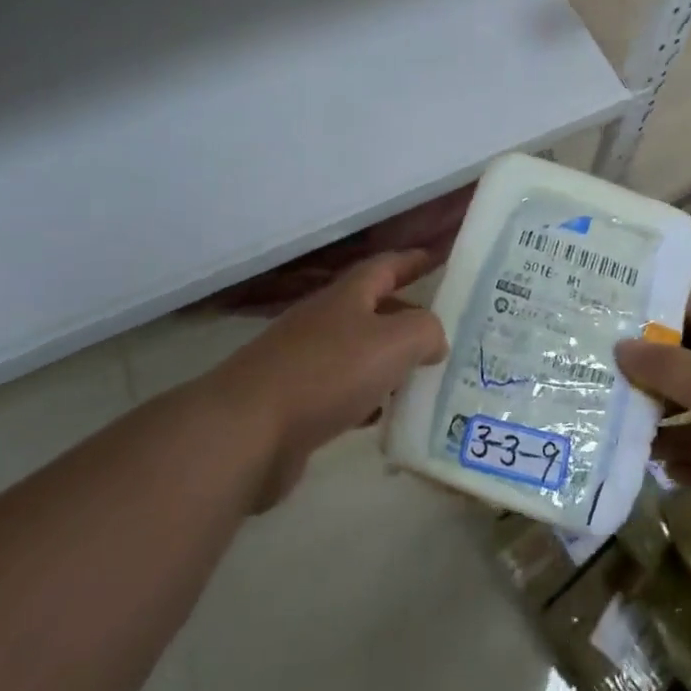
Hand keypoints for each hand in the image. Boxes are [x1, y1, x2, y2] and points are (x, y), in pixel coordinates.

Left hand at [214, 250, 447, 510]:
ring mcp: (305, 362)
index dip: (413, 260)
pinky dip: (367, 399)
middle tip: (444, 332)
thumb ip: (425, 331)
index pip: (386, 266)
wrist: (246, 432)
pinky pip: (342, 393)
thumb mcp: (393, 342)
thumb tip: (435, 339)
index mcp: (347, 297)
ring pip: (359, 354)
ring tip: (423, 375)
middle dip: (407, 316)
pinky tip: (384, 417)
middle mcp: (325, 322)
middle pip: (373, 310)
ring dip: (389, 361)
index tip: (439, 258)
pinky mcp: (294, 404)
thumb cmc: (326, 374)